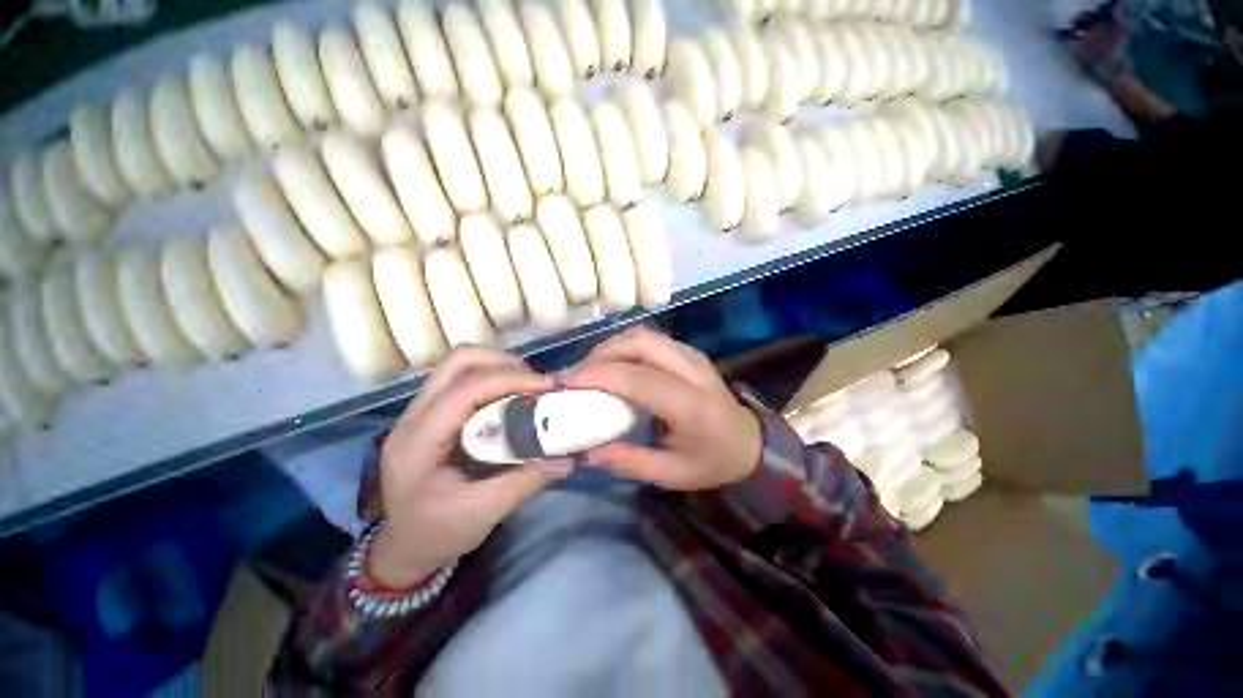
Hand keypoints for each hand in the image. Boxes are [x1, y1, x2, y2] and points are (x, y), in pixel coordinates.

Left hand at [369, 347, 570, 586]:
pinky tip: (512, 394)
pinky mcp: (431, 411)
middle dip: (503, 363)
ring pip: (459, 364)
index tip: (547, 386)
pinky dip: (492, 376)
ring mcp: (419, 410)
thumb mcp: (483, 513)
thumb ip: (526, 481)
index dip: (508, 380)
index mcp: (417, 444)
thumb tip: (567, 459)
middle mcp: (413, 417)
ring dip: (498, 366)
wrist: (404, 546)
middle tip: (537, 381)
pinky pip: (462, 377)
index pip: (463, 391)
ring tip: (528, 384)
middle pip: (457, 362)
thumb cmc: (437, 533)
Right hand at [564, 327, 761, 490]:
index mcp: (692, 405)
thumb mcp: (672, 474)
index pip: (639, 379)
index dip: (600, 375)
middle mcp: (693, 371)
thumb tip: (585, 451)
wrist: (750, 442)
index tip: (567, 382)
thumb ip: (628, 461)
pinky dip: (625, 347)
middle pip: (641, 342)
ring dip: (611, 347)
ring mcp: (693, 356)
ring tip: (590, 369)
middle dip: (602, 353)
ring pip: (644, 335)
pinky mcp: (689, 352)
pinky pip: (651, 340)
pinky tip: (614, 365)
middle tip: (578, 374)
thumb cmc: (712, 461)